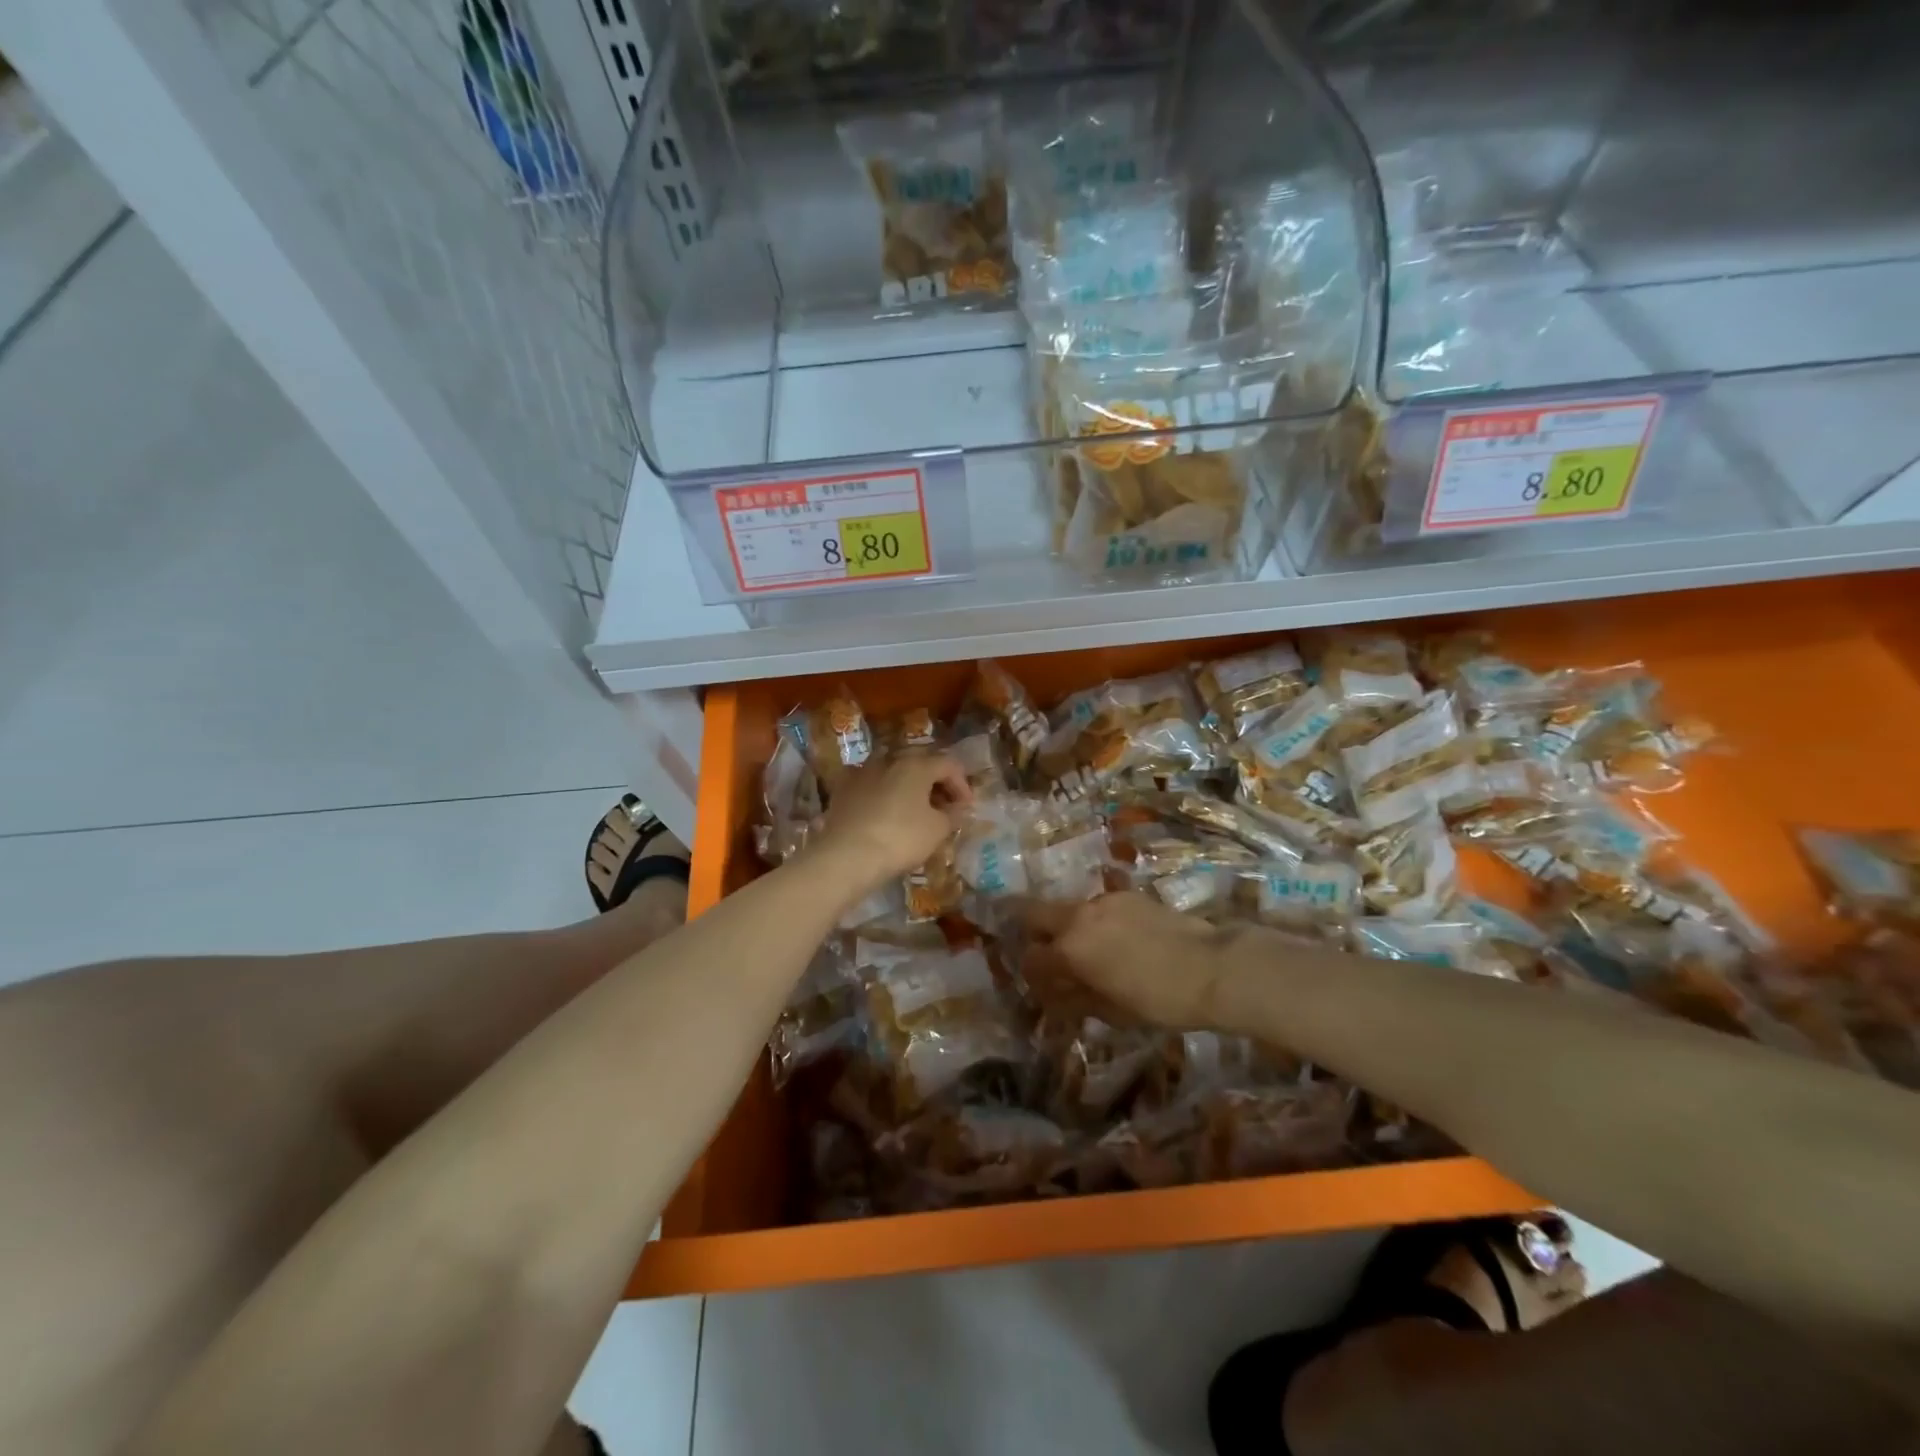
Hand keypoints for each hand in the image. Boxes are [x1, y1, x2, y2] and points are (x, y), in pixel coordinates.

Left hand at [813, 752, 972, 889]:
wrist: (847, 856)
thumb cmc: (900, 839)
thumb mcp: (937, 830)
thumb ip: (952, 814)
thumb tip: (958, 808)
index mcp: (916, 764)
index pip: (948, 765)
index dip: (962, 785)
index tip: (966, 808)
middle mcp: (889, 760)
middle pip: (919, 764)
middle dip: (935, 783)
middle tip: (944, 806)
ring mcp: (862, 772)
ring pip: (893, 773)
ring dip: (908, 787)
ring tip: (915, 810)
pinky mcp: (843, 789)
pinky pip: (871, 785)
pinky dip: (883, 794)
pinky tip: (885, 813)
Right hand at [1019, 893, 1230, 1030]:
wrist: (1211, 967)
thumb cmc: (1158, 1000)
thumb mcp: (1111, 1011)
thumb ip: (1075, 999)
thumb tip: (1055, 996)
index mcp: (1069, 949)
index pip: (1031, 959)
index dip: (1032, 977)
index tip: (1045, 990)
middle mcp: (1078, 917)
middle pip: (1034, 914)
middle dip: (1032, 934)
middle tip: (1048, 956)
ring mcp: (1103, 901)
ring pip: (1068, 909)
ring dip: (1068, 928)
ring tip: (1090, 953)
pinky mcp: (1127, 895)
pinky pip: (1098, 907)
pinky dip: (1096, 922)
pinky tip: (1118, 942)